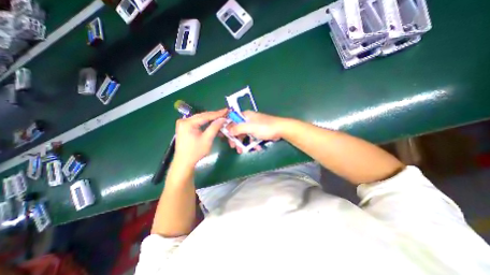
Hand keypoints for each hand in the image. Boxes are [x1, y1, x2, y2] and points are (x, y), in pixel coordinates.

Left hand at [174, 109, 227, 166]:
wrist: (184, 162)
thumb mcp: (207, 139)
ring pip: (200, 119)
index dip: (217, 113)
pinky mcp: (185, 127)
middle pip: (202, 116)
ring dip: (211, 119)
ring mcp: (183, 124)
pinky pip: (197, 123)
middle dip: (214, 116)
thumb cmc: (195, 152)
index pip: (205, 116)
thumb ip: (214, 127)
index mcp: (188, 123)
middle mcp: (184, 120)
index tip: (226, 110)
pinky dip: (206, 123)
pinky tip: (213, 123)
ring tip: (221, 118)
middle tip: (225, 114)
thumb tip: (223, 119)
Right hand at [228, 112, 284, 153]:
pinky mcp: (258, 131)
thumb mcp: (250, 127)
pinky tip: (255, 148)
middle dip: (235, 139)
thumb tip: (228, 131)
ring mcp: (253, 126)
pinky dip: (252, 143)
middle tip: (233, 147)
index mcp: (245, 116)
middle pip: (237, 129)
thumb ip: (238, 128)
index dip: (228, 128)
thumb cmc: (265, 127)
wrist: (280, 129)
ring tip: (242, 151)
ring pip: (244, 134)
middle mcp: (248, 120)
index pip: (232, 120)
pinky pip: (251, 137)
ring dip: (243, 143)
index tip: (225, 137)